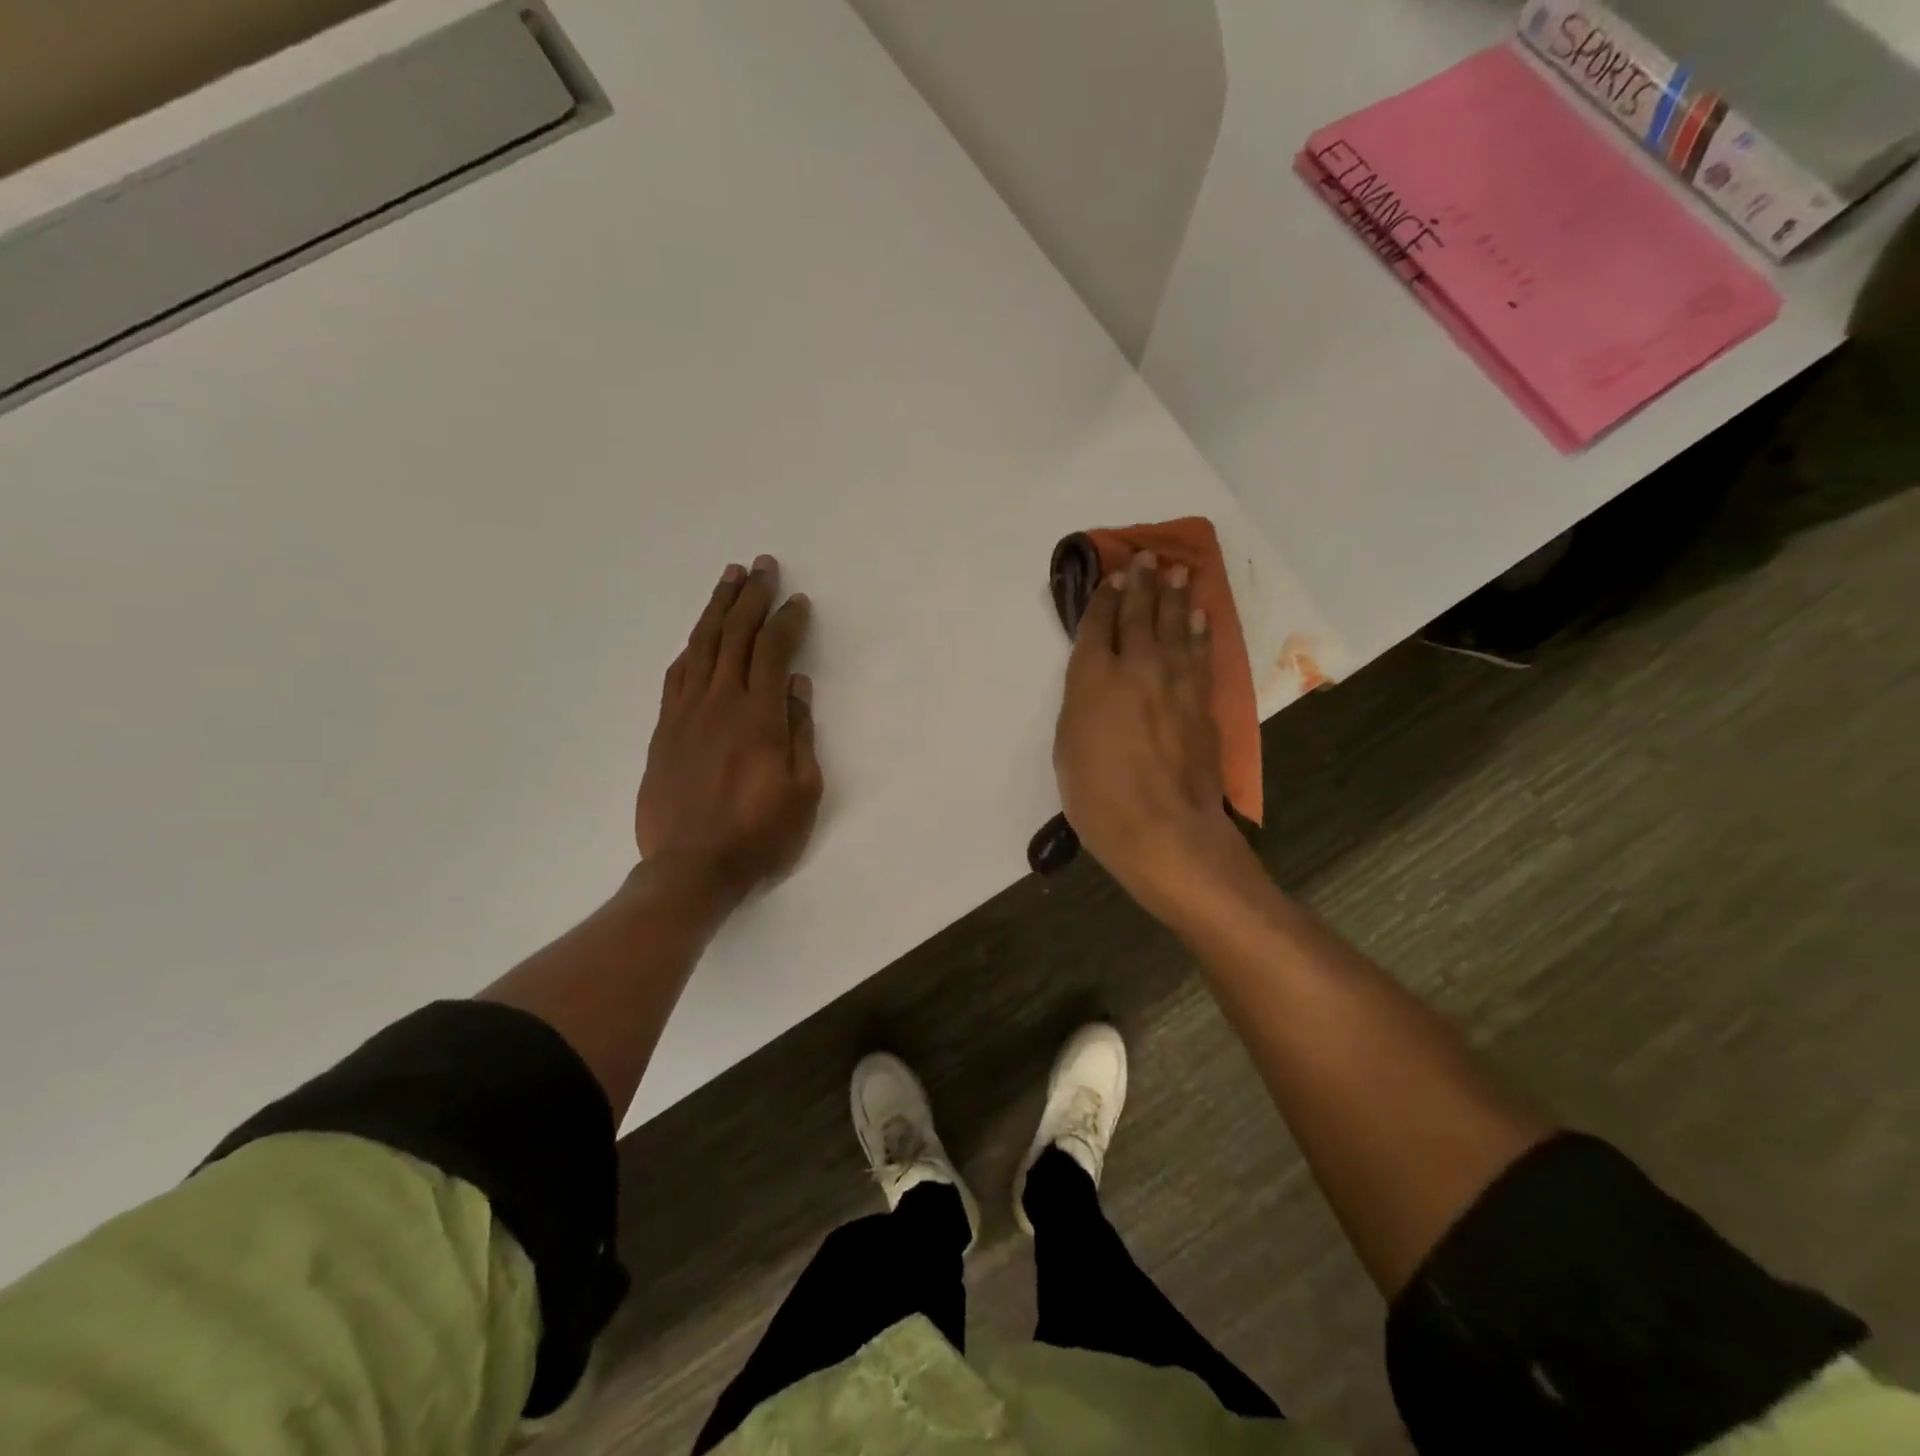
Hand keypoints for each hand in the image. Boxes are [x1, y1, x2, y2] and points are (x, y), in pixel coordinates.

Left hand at [636, 555, 822, 908]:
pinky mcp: (664, 731)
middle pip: (734, 636)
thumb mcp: (803, 790)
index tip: (798, 601)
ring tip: (728, 579)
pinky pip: (676, 676)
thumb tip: (797, 687)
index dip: (786, 621)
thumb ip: (800, 734)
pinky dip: (690, 648)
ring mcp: (686, 714)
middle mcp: (719, 703)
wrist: (691, 869)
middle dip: (750, 596)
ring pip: (701, 647)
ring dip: (716, 609)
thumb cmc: (759, 835)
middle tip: (762, 566)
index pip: (773, 652)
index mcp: (758, 717)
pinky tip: (698, 637)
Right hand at [1053, 551, 1246, 910]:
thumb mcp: (1068, 747)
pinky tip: (1201, 615)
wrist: (1163, 828)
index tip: (1111, 576)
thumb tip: (1098, 683)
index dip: (1104, 598)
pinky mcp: (1202, 702)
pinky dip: (1200, 630)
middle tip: (1146, 556)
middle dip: (1140, 583)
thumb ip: (1083, 704)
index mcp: (1093, 679)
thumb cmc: (1098, 797)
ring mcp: (1174, 682)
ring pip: (1175, 626)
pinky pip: (1200, 654)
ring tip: (1177, 571)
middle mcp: (1136, 668)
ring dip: (1175, 596)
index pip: (1098, 626)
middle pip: (1139, 615)